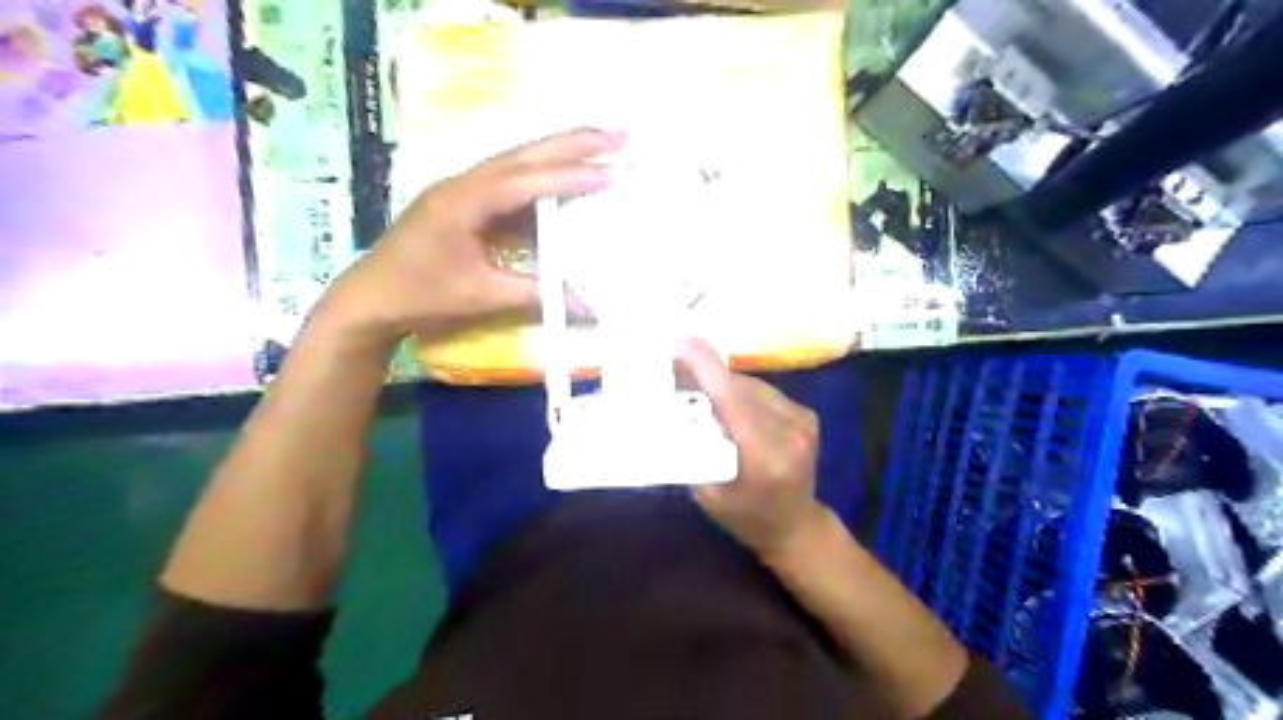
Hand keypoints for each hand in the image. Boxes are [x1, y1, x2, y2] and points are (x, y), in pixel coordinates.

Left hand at [319, 130, 625, 352]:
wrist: (370, 297)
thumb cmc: (421, 296)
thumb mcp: (481, 296)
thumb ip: (535, 293)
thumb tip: (586, 306)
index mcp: (463, 201)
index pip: (526, 181)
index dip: (570, 176)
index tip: (611, 172)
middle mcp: (463, 183)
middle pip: (524, 154)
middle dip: (574, 142)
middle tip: (619, 134)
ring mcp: (461, 188)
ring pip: (517, 161)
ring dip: (559, 152)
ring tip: (601, 145)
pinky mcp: (463, 200)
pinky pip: (509, 180)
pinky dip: (541, 175)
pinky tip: (563, 177)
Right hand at [676, 336, 825, 557]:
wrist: (796, 527)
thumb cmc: (746, 518)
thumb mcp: (708, 494)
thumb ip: (694, 450)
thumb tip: (670, 410)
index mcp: (766, 456)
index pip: (733, 400)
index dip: (706, 367)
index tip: (680, 341)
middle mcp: (791, 431)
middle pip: (739, 387)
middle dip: (705, 373)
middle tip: (672, 365)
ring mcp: (803, 420)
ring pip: (751, 385)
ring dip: (721, 382)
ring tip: (693, 382)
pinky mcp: (806, 414)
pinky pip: (763, 392)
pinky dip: (739, 391)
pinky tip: (723, 399)